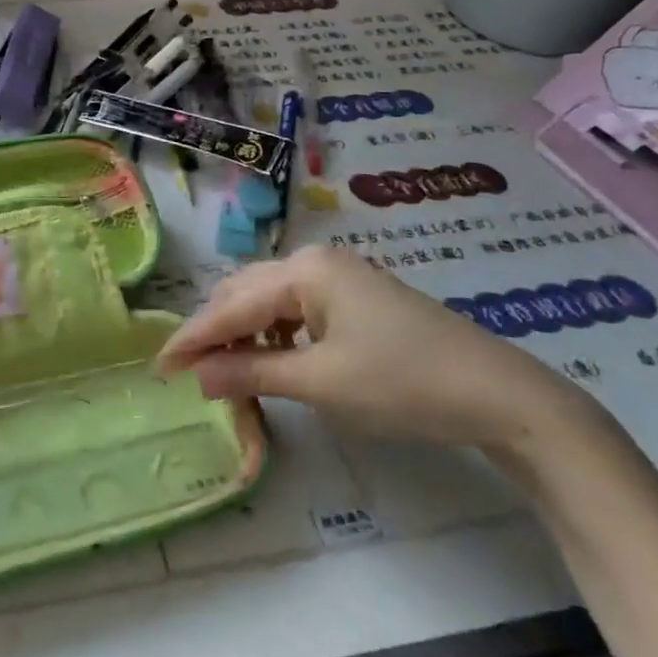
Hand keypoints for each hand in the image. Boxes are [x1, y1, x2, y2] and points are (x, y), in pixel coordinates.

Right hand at [157, 245, 583, 452]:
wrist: (498, 394)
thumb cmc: (401, 383)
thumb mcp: (319, 382)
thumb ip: (251, 372)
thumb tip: (197, 376)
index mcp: (304, 270)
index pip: (232, 305)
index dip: (193, 338)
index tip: (159, 366)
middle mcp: (315, 262)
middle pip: (245, 294)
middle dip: (215, 332)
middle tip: (187, 371)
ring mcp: (339, 277)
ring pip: (269, 301)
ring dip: (243, 334)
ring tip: (224, 370)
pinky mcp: (355, 298)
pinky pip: (296, 310)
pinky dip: (274, 335)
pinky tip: (271, 359)